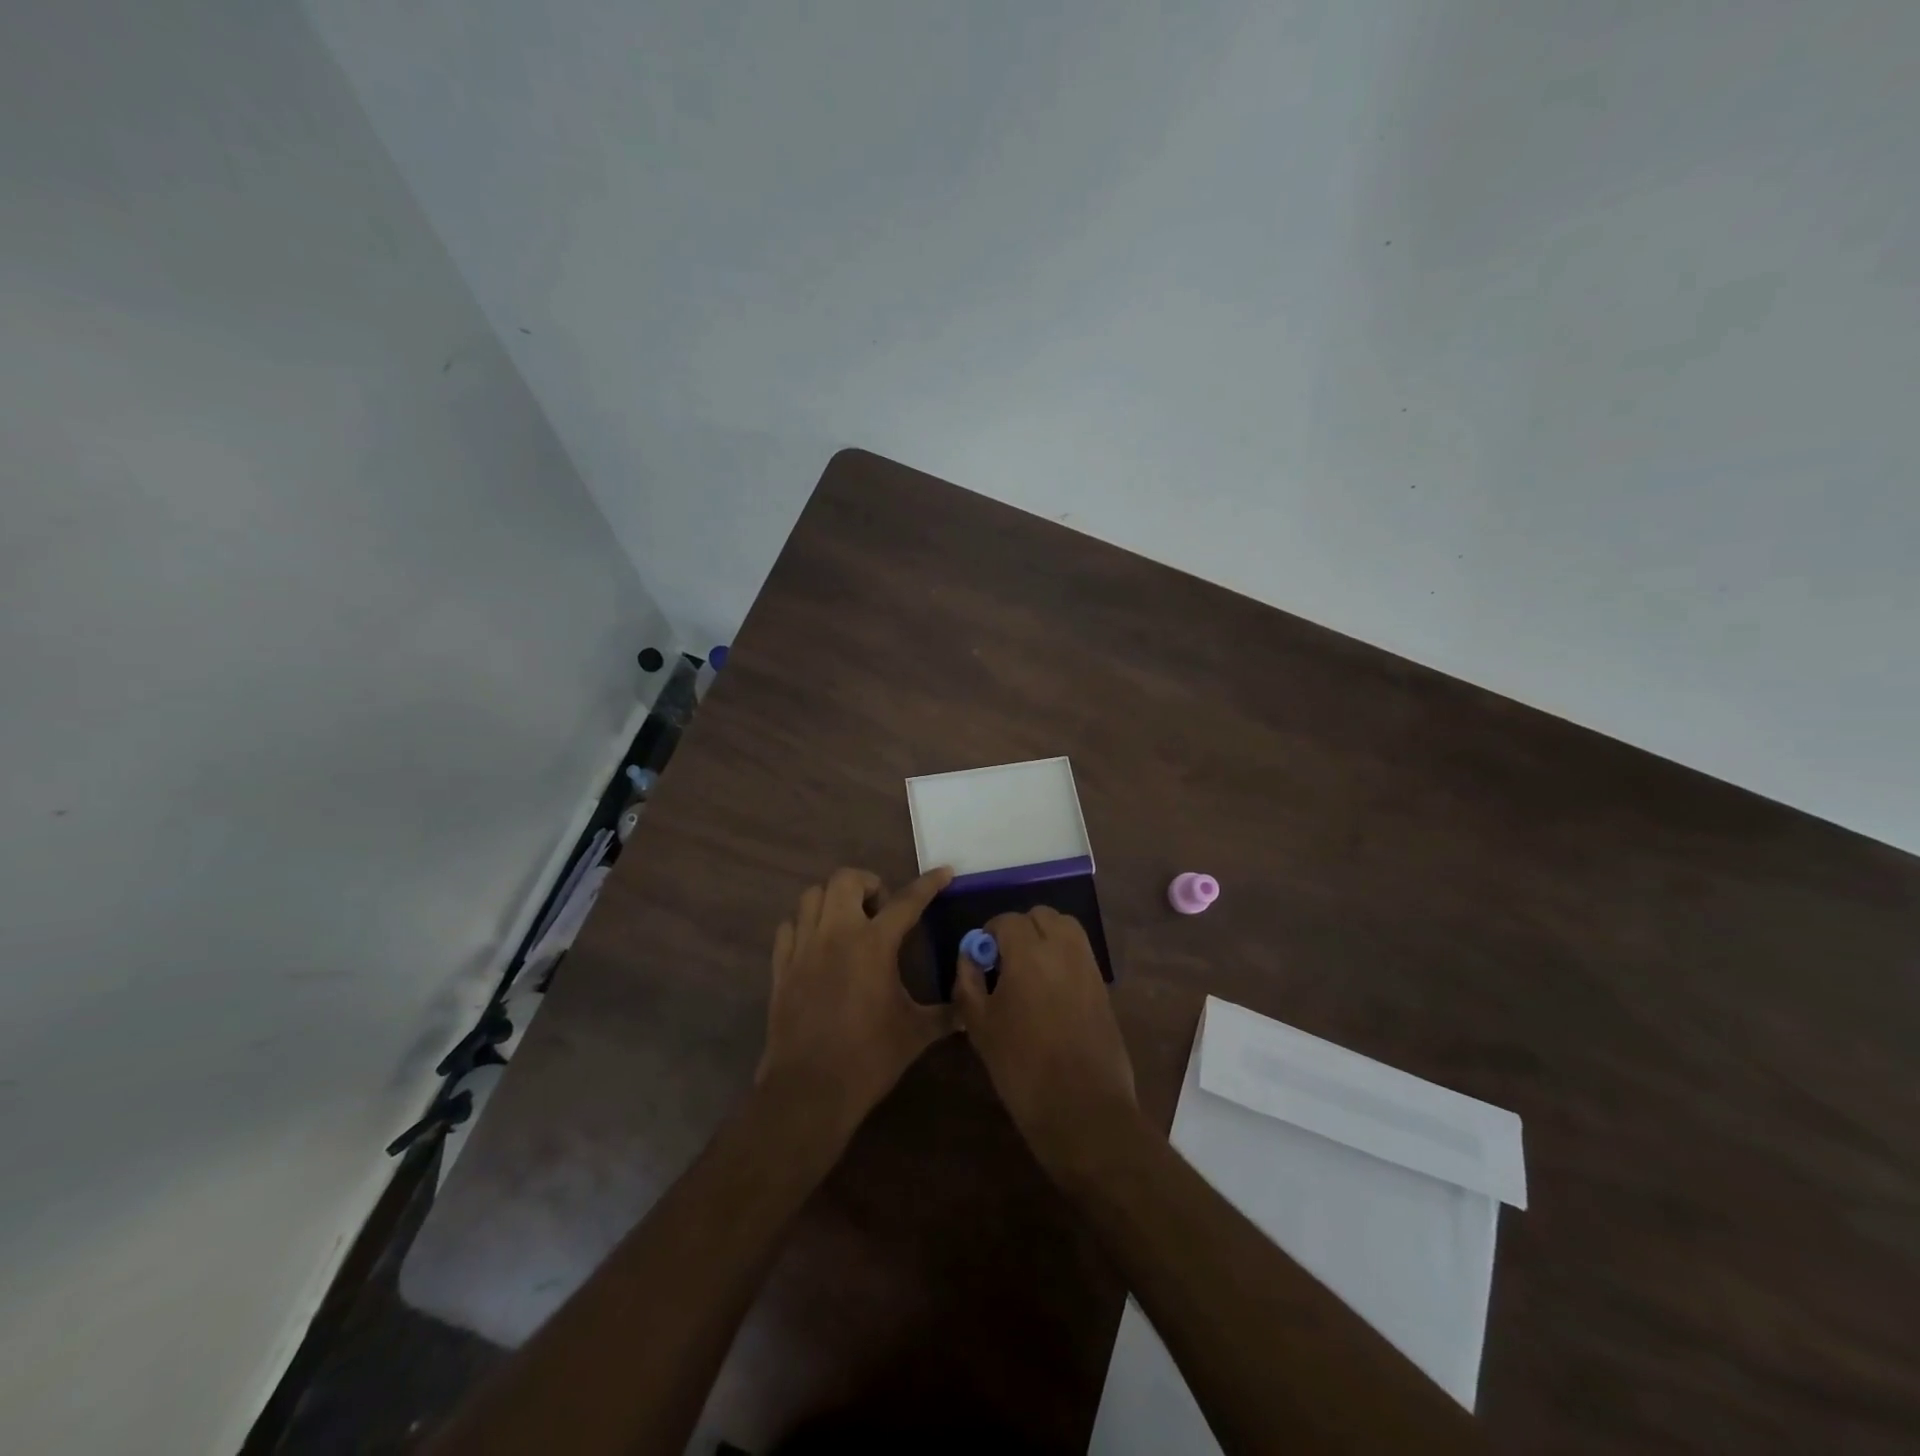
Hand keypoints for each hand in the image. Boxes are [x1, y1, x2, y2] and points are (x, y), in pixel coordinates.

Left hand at [757, 866, 955, 1137]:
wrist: (809, 1089)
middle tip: (882, 909)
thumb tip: (969, 1009)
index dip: (929, 883)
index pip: (907, 900)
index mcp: (874, 944)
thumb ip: (945, 1014)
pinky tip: (818, 945)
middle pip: (846, 879)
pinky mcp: (781, 967)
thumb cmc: (869, 1058)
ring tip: (850, 922)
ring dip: (834, 899)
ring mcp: (804, 948)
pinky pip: (789, 927)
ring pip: (812, 896)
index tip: (944, 872)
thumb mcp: (915, 1033)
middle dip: (869, 884)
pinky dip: (805, 925)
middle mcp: (836, 934)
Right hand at [952, 905, 1138, 1176]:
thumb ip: (968, 981)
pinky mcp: (1102, 985)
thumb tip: (970, 955)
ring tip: (1028, 969)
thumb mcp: (979, 1025)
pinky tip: (1049, 988)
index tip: (981, 957)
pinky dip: (1063, 954)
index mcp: (1028, 953)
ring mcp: (1088, 965)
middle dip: (1019, 929)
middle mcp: (1062, 948)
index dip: (989, 933)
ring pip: (1065, 927)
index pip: (1007, 920)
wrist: (1082, 1109)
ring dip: (1045, 935)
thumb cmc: (1021, 1067)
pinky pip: (1080, 951)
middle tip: (1004, 960)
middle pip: (1040, 915)